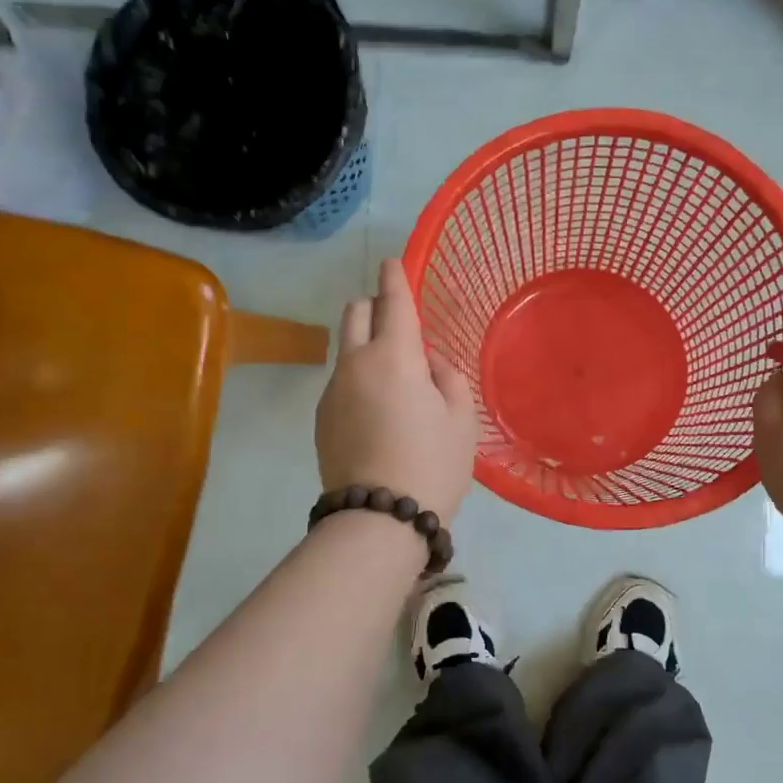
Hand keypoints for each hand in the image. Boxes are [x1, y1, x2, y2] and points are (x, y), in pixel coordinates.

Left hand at [316, 258, 478, 522]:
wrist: (378, 519)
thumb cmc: (431, 463)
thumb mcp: (461, 417)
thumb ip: (446, 376)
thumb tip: (426, 363)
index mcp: (394, 355)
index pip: (393, 301)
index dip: (394, 277)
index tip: (392, 262)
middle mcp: (355, 363)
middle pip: (356, 313)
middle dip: (374, 306)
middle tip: (399, 325)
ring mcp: (332, 389)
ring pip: (346, 348)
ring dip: (367, 345)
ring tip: (394, 381)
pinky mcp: (321, 416)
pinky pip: (341, 380)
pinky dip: (358, 378)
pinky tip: (377, 412)